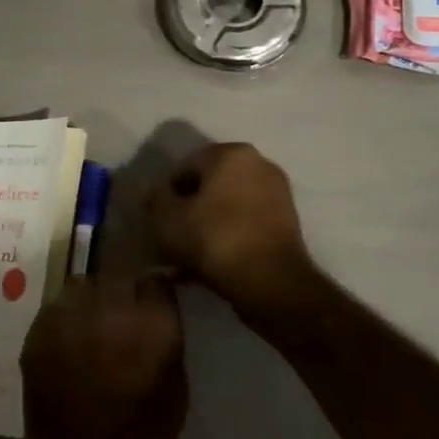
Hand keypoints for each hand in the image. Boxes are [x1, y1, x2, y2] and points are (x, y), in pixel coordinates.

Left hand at [20, 275, 187, 438]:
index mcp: (153, 322)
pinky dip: (64, 317)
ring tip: (91, 324)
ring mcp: (71, 314)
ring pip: (83, 284)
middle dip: (122, 291)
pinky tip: (68, 341)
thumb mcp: (176, 389)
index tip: (151, 303)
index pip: (156, 280)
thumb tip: (160, 309)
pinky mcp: (39, 328)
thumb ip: (168, 338)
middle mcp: (111, 306)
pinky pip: (56, 306)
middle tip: (121, 315)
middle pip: (118, 275)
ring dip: (91, 299)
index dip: (153, 292)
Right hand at [147, 142, 318, 321]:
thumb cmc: (216, 240)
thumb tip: (151, 192)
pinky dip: (227, 240)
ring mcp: (276, 194)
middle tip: (171, 241)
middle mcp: (258, 164)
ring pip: (226, 208)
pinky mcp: (286, 224)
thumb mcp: (168, 219)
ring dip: (205, 229)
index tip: (158, 223)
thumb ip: (154, 199)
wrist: (273, 284)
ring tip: (187, 261)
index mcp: (231, 153)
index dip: (166, 195)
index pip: (185, 167)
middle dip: (187, 212)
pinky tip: (210, 267)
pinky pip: (244, 225)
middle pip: (208, 187)